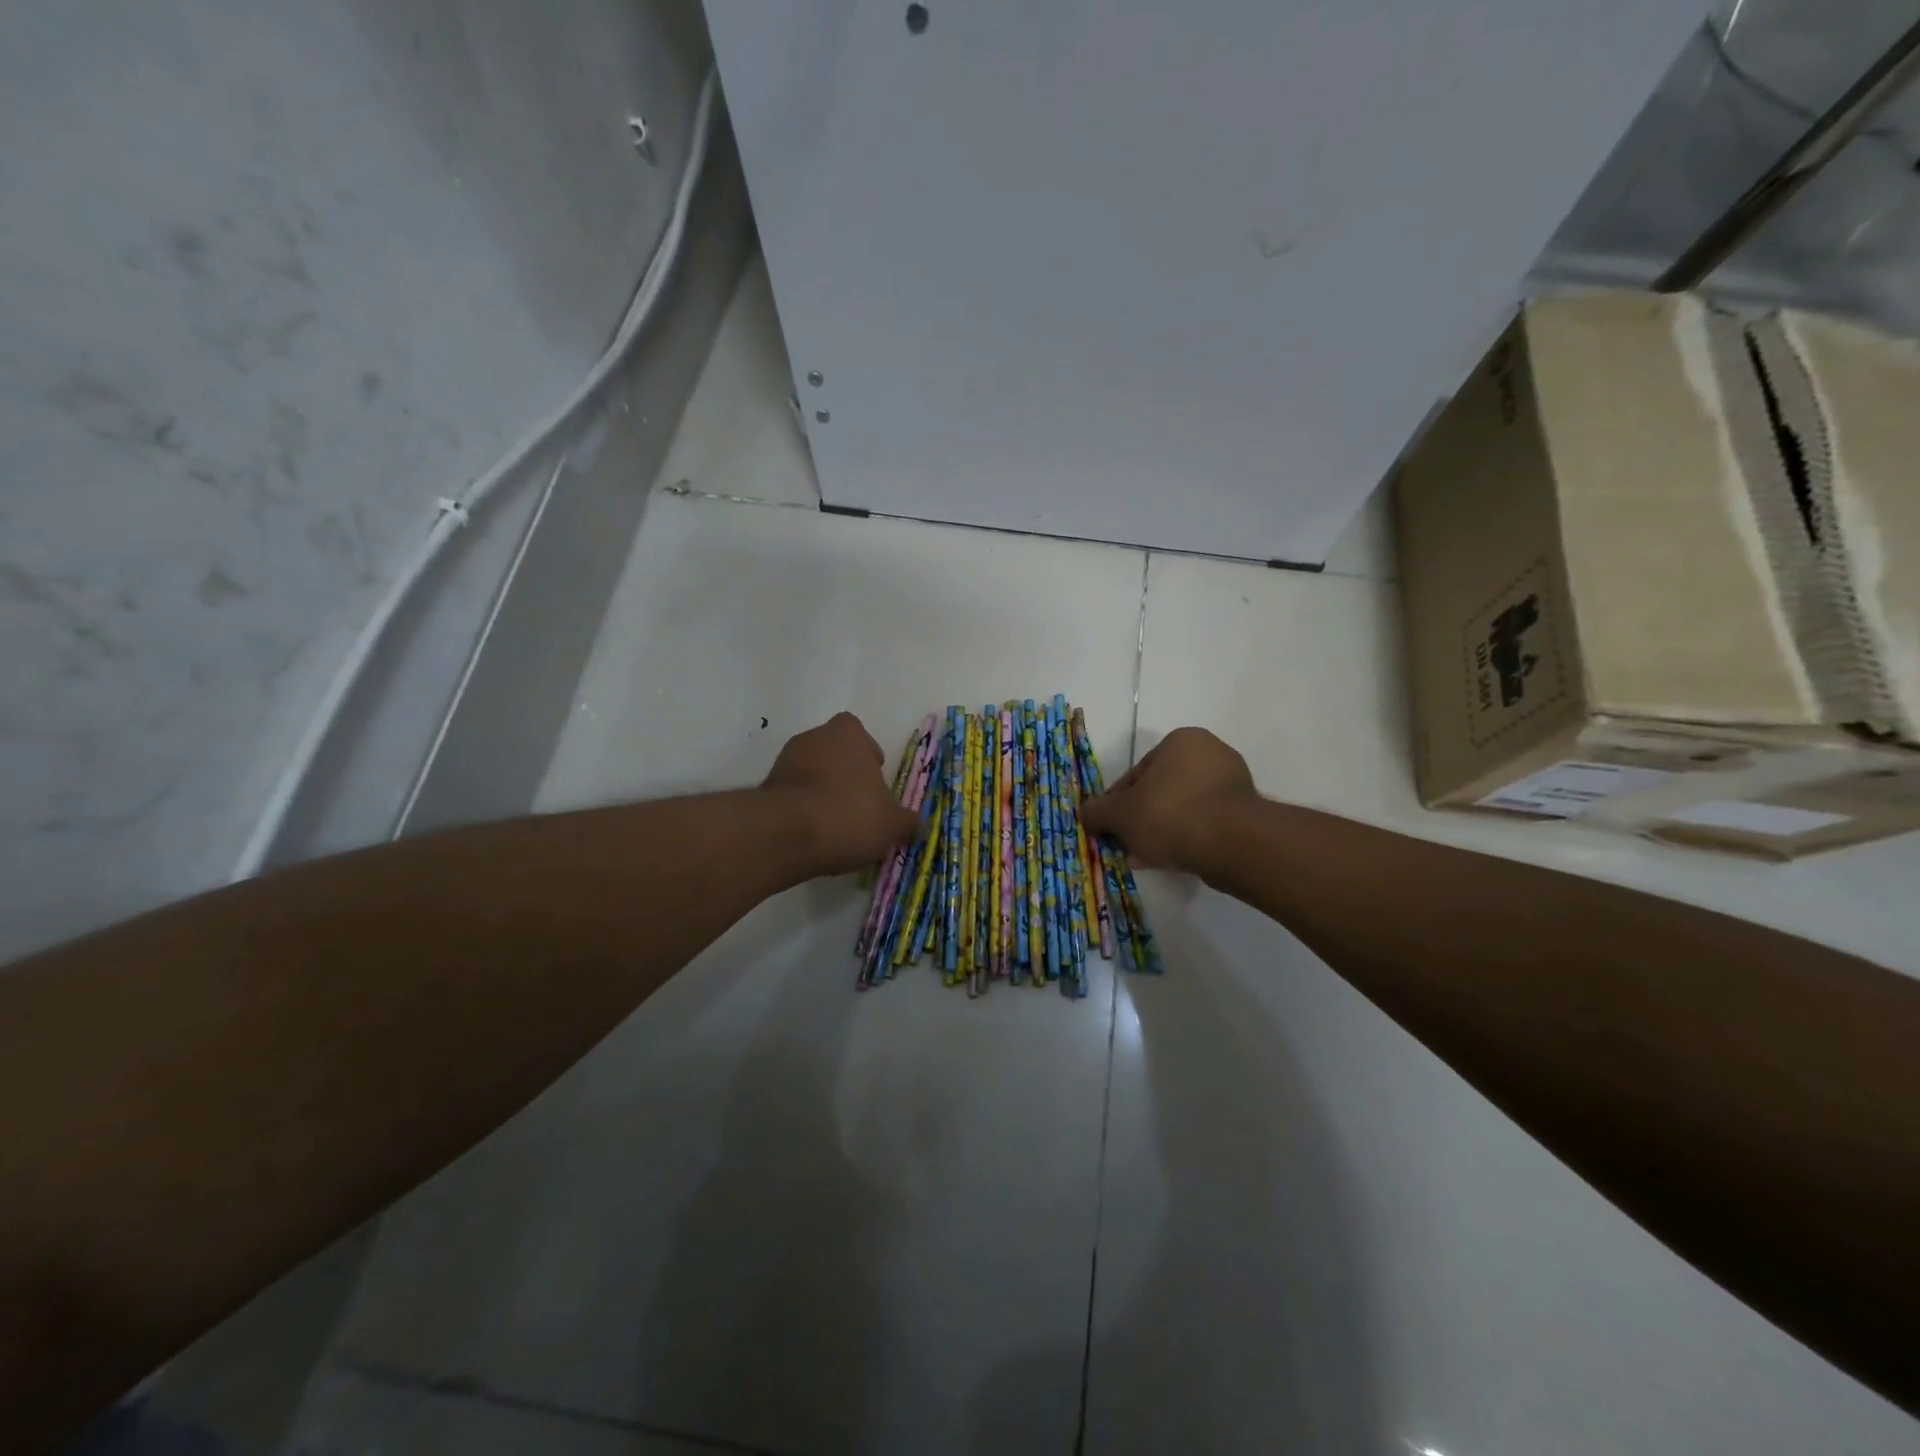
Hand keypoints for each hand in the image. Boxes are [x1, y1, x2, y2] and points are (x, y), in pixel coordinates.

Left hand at [763, 713, 921, 875]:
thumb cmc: (848, 814)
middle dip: (845, 775)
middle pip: (833, 752)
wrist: (785, 836)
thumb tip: (917, 824)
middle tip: (860, 805)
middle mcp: (812, 738)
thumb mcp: (892, 824)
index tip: (875, 778)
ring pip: (810, 773)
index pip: (857, 732)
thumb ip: (907, 822)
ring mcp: (784, 762)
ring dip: (822, 793)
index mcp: (846, 734)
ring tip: (837, 827)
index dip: (867, 753)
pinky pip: (792, 796)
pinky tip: (814, 836)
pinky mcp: (765, 790)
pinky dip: (802, 811)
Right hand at [1079, 727, 1256, 875]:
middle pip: (1161, 791)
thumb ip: (1097, 812)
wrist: (1230, 843)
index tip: (1110, 826)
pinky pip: (1205, 824)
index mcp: (1180, 741)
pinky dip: (1186, 839)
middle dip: (1141, 819)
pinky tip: (1170, 861)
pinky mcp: (1245, 813)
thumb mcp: (1119, 814)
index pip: (1137, 772)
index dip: (1117, 802)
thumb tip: (1085, 814)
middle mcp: (1210, 754)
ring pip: (1182, 810)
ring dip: (1161, 832)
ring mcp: (1233, 784)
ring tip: (1144, 858)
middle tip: (1125, 844)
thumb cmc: (1169, 814)